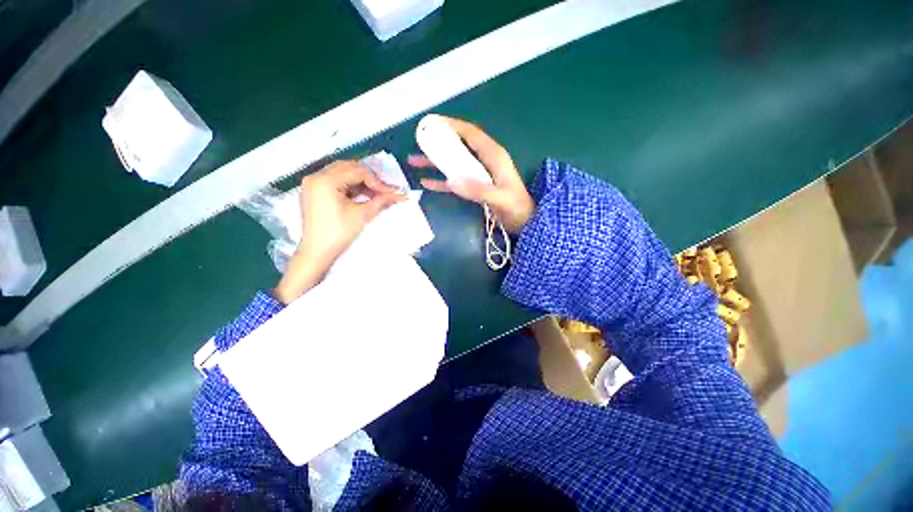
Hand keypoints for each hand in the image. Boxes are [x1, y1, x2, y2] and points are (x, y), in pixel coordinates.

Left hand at [274, 161, 403, 303]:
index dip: (377, 181)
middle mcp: (316, 176)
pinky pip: (335, 180)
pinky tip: (362, 195)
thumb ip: (381, 201)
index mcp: (325, 181)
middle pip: (349, 167)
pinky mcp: (313, 190)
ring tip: (375, 193)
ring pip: (342, 172)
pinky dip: (350, 185)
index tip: (391, 193)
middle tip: (384, 191)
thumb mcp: (362, 215)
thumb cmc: (339, 233)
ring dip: (360, 180)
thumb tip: (401, 195)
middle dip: (369, 178)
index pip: (358, 172)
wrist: (317, 252)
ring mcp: (312, 183)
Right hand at [408, 116, 534, 233]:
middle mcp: (485, 161)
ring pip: (454, 163)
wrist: (526, 223)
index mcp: (494, 156)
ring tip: (414, 161)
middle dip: (439, 143)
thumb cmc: (517, 209)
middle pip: (459, 146)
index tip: (432, 123)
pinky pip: (456, 181)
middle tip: (418, 141)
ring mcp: (479, 174)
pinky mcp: (475, 187)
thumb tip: (451, 180)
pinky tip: (427, 183)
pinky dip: (442, 181)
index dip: (452, 126)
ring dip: (435, 162)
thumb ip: (478, 190)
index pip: (471, 134)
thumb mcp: (500, 198)